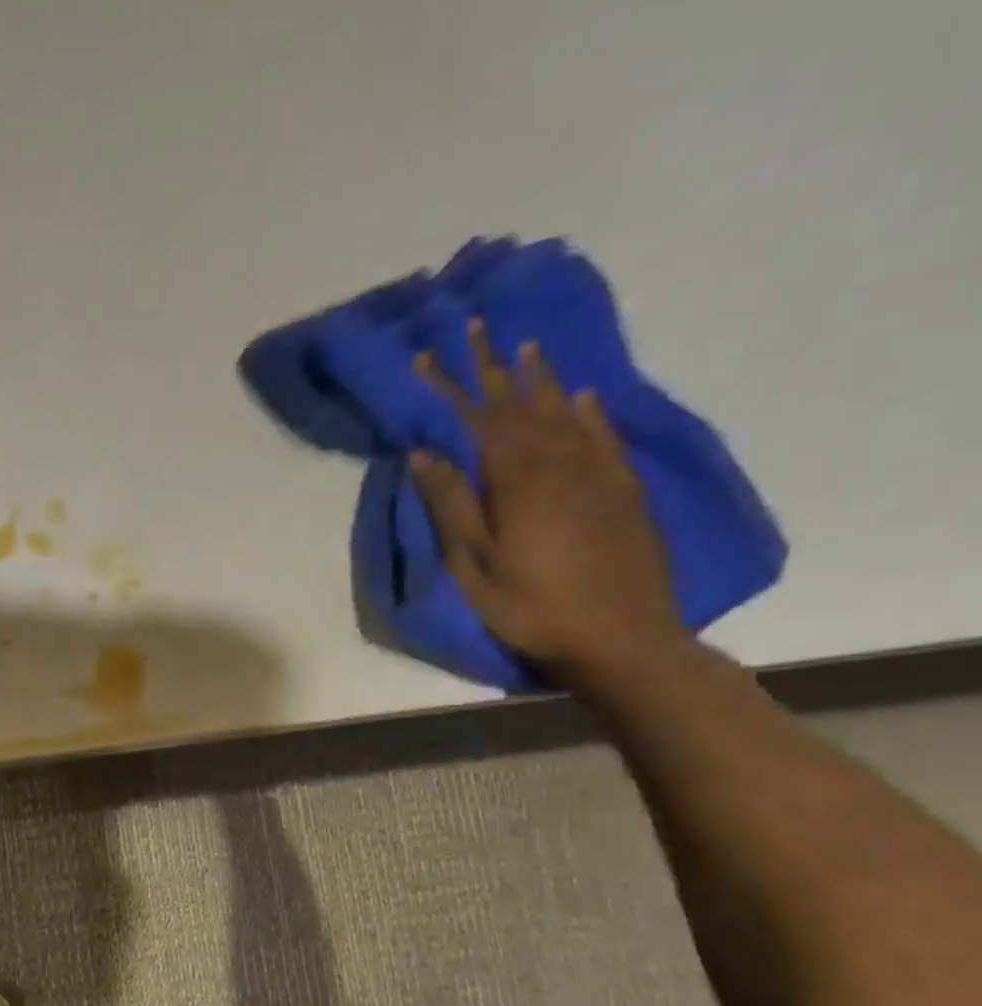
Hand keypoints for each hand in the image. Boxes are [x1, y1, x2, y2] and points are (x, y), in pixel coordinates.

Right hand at [410, 322, 685, 685]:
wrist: (621, 637)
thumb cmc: (531, 607)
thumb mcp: (474, 565)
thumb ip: (451, 506)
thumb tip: (425, 453)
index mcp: (518, 479)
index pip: (476, 418)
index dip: (450, 386)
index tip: (426, 355)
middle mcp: (561, 462)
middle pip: (521, 404)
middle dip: (494, 366)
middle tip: (477, 326)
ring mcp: (598, 473)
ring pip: (564, 412)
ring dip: (540, 378)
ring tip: (525, 346)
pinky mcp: (622, 490)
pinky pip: (603, 436)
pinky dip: (589, 411)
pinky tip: (580, 396)